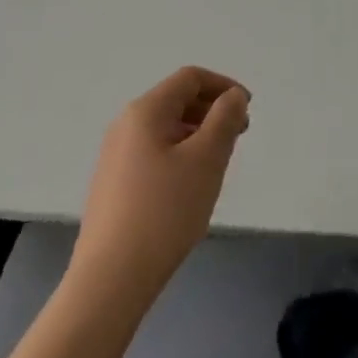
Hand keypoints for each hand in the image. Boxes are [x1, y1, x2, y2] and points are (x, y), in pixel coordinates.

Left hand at [70, 67, 250, 304]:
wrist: (110, 280)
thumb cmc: (164, 212)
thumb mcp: (206, 160)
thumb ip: (225, 119)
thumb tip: (233, 96)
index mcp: (145, 111)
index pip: (190, 78)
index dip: (224, 86)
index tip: (248, 110)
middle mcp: (125, 125)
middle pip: (177, 100)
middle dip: (212, 111)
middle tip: (238, 138)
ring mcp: (115, 156)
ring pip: (166, 129)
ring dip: (198, 135)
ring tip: (218, 165)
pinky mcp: (113, 184)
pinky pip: (154, 152)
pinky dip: (180, 155)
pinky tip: (190, 188)